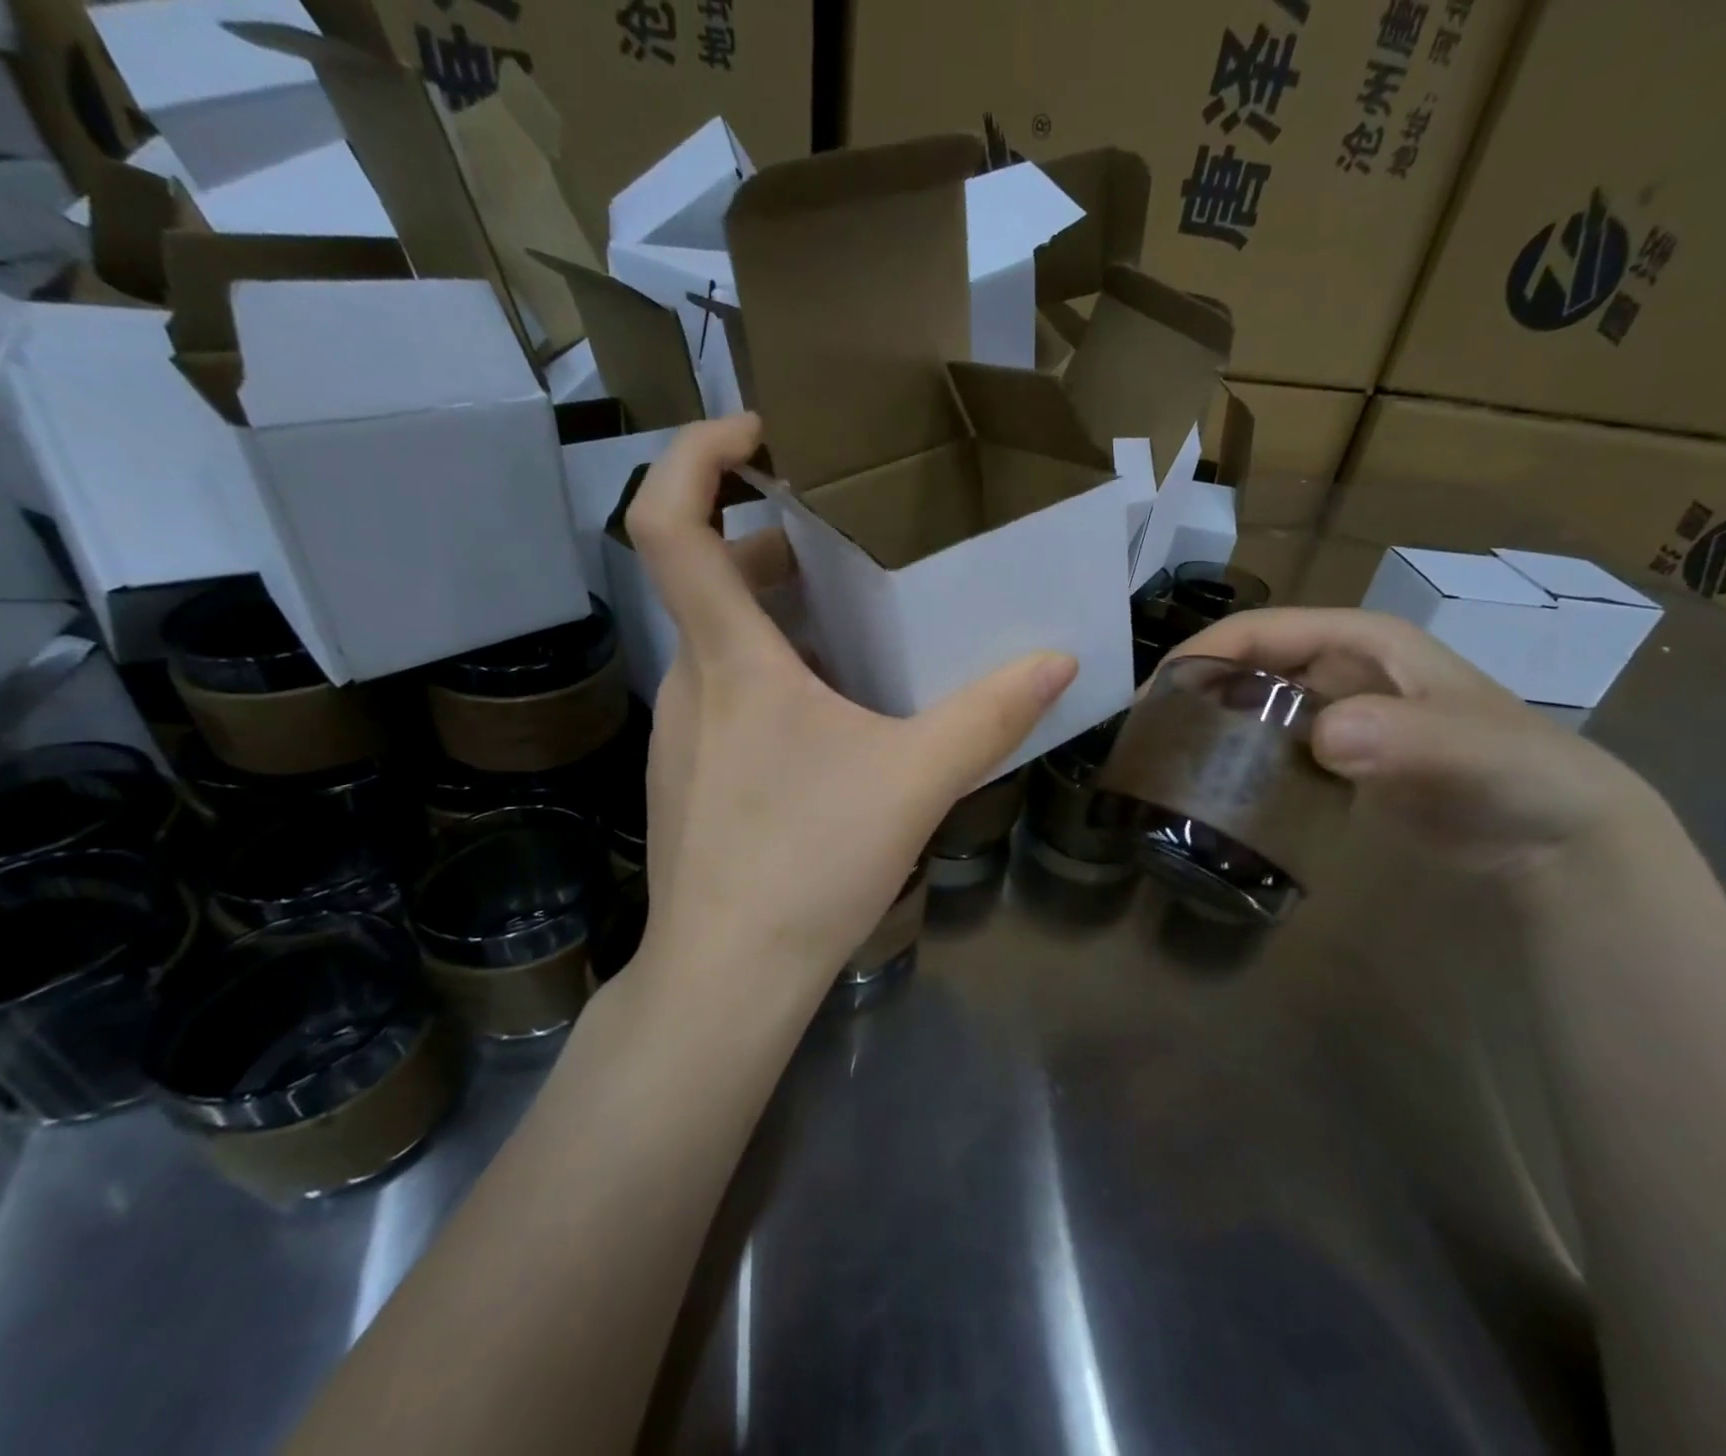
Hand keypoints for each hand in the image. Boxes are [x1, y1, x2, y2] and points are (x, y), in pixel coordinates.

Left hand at [624, 414, 1078, 994]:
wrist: (725, 978)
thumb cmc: (808, 866)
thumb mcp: (914, 782)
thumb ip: (988, 718)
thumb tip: (1056, 663)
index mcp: (731, 661)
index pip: (669, 522)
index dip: (697, 454)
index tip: (759, 432)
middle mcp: (689, 682)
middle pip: (711, 577)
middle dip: (778, 544)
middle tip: (852, 542)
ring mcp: (680, 732)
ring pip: (723, 642)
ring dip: (783, 618)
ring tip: (861, 628)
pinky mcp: (688, 775)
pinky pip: (727, 695)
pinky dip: (775, 676)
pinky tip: (834, 720)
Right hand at [1166, 608, 1666, 881]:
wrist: (1556, 835)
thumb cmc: (1520, 773)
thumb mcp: (1474, 750)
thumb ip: (1409, 738)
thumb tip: (1326, 735)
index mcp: (1359, 641)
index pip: (1261, 631)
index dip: (1202, 653)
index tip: (1153, 697)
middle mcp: (1337, 668)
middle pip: (1245, 666)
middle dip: (1192, 691)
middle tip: (1146, 737)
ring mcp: (1332, 713)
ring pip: (1250, 706)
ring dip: (1207, 727)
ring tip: (1162, 762)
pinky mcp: (1331, 756)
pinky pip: (1267, 746)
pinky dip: (1235, 759)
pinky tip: (1209, 788)